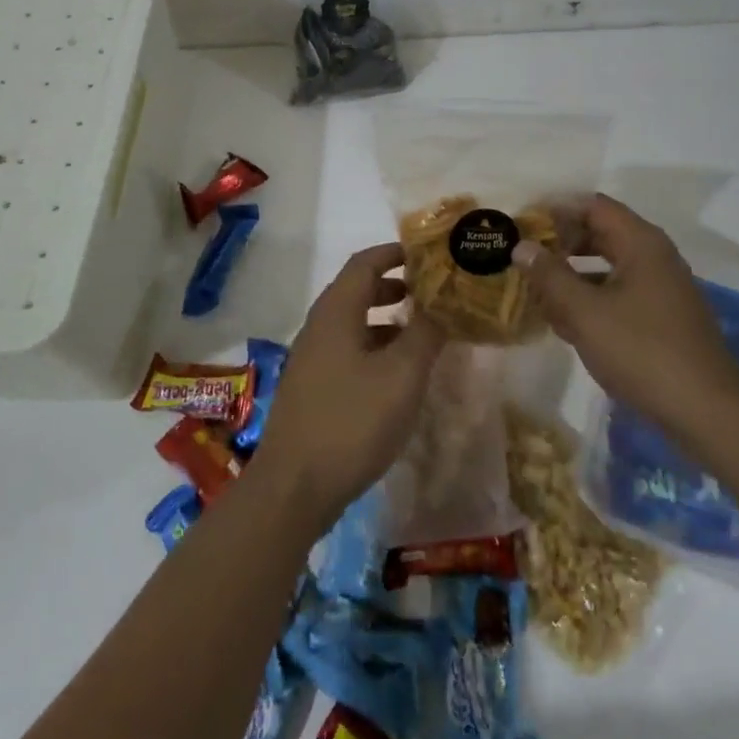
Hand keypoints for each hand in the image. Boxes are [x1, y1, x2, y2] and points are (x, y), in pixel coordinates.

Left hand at [253, 244, 444, 530]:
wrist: (294, 486)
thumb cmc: (352, 421)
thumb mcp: (402, 375)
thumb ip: (425, 333)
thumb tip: (443, 303)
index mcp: (337, 311)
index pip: (365, 262)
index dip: (395, 253)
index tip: (427, 254)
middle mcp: (319, 325)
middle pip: (357, 289)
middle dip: (394, 285)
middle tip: (430, 292)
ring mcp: (311, 357)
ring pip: (352, 322)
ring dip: (386, 319)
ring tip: (421, 332)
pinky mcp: (312, 387)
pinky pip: (347, 349)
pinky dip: (374, 346)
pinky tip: (396, 374)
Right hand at [517, 194, 738, 446]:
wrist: (708, 412)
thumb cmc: (642, 352)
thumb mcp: (584, 312)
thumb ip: (549, 275)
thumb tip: (522, 246)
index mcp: (640, 242)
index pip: (592, 205)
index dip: (555, 210)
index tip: (524, 226)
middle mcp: (654, 256)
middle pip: (600, 232)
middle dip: (561, 243)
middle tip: (526, 259)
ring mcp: (662, 287)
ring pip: (608, 265)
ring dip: (573, 274)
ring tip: (539, 293)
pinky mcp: (664, 317)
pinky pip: (620, 292)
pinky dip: (592, 298)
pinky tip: (568, 323)